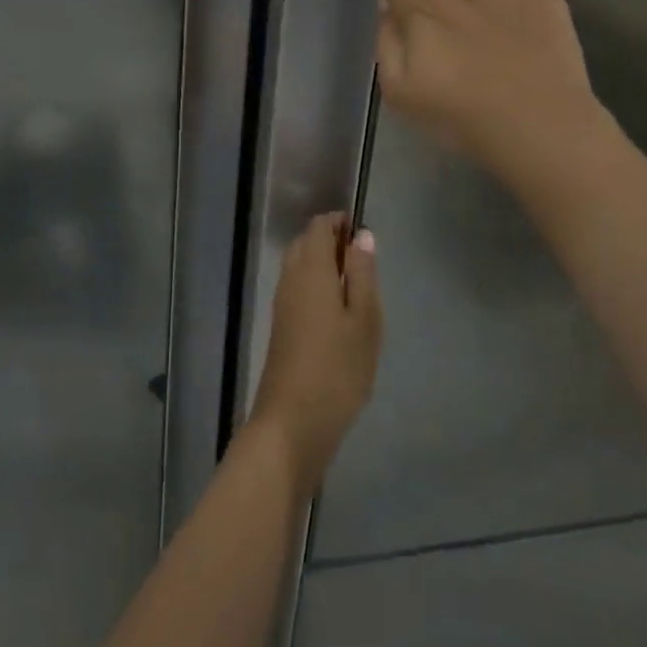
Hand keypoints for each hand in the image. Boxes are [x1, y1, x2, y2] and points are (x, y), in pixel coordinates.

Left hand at [247, 213, 382, 493]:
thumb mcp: (364, 319)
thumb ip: (362, 273)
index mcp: (310, 270)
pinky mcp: (281, 327)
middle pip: (306, 244)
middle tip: (364, 263)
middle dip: (332, 242)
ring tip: (357, 288)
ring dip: (324, 266)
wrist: (293, 423)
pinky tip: (339, 313)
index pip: (318, 227)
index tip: (364, 236)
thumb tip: (362, 235)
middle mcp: (290, 280)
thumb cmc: (337, 368)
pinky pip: (298, 289)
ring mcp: (282, 305)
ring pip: (300, 267)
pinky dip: (317, 286)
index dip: (340, 223)